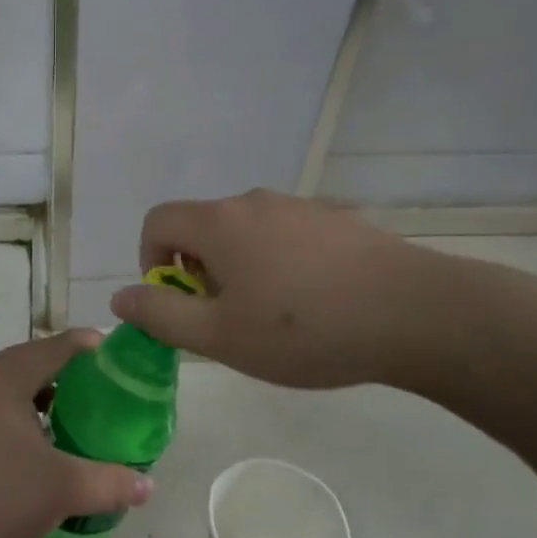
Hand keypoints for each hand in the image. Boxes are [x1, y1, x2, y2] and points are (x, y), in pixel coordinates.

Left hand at [0, 332, 153, 537]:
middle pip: (31, 363)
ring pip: (9, 388)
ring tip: (72, 420)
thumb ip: (108, 483)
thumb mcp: (58, 491)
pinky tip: (34, 447)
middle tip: (102, 393)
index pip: (56, 346)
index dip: (89, 346)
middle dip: (68, 374)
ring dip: (41, 398)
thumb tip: (147, 486)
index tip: (117, 355)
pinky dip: (18, 416)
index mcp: (3, 378)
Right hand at [108, 189, 480, 391]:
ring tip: (273, 316)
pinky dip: (277, 262)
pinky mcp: (335, 219)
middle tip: (227, 319)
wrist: (415, 313)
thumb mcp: (220, 336)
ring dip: (239, 268)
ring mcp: (298, 206)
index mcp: (219, 222)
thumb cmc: (304, 329)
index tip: (177, 302)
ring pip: (244, 231)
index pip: (157, 221)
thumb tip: (120, 296)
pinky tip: (314, 303)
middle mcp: (253, 201)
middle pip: (202, 226)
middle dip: (198, 271)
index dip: (150, 260)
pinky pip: (284, 234)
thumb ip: (160, 315)